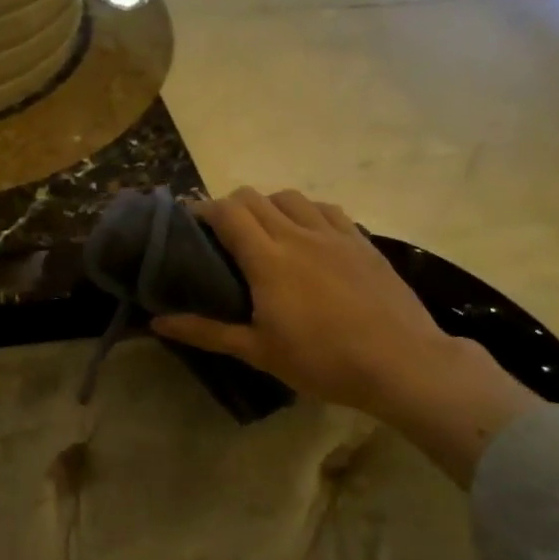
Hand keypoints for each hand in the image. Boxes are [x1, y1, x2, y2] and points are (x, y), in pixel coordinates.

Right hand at [151, 188, 538, 483]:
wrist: (401, 362)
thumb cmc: (321, 360)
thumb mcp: (257, 351)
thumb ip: (206, 331)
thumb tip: (157, 323)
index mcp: (267, 259)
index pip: (227, 212)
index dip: (202, 210)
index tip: (189, 225)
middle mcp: (297, 234)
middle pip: (254, 197)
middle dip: (229, 206)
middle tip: (220, 235)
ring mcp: (334, 234)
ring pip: (290, 197)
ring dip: (268, 206)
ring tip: (263, 232)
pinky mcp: (361, 241)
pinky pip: (326, 209)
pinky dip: (305, 211)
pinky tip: (306, 234)